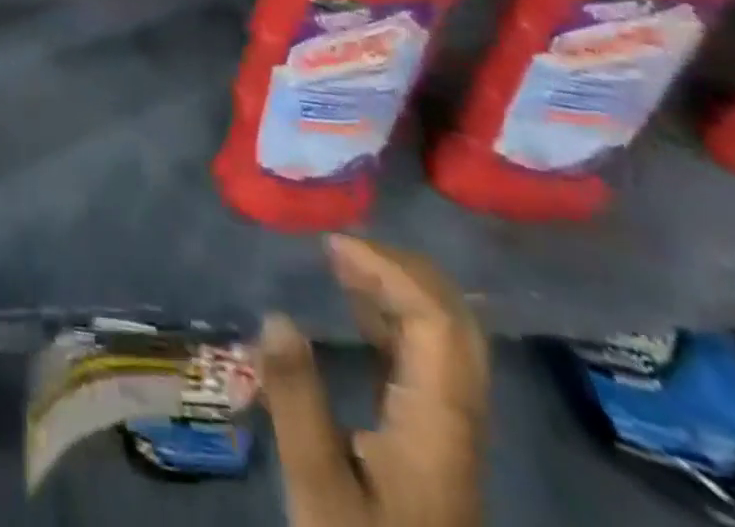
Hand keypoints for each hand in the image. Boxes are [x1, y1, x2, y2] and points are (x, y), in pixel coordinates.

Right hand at [260, 236, 488, 526]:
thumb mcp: (318, 489)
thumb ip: (297, 400)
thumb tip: (275, 314)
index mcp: (438, 423)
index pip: (436, 321)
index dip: (390, 270)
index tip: (332, 247)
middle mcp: (458, 417)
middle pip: (456, 320)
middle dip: (402, 267)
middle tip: (340, 246)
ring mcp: (452, 428)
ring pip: (448, 336)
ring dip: (401, 287)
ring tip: (342, 263)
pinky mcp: (436, 437)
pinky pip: (430, 355)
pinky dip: (397, 316)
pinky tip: (357, 311)